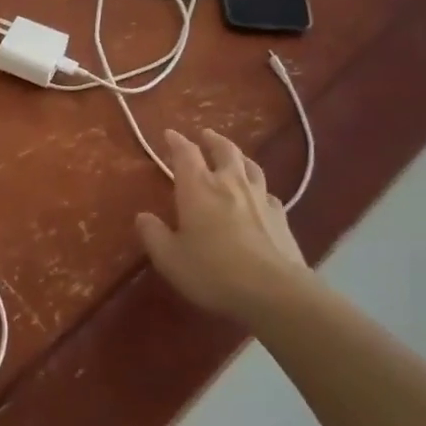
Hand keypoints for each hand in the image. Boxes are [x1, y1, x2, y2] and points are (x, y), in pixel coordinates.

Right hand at [136, 128, 307, 324]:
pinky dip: (260, 189)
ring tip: (234, 157)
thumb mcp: (170, 258)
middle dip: (212, 140)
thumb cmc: (213, 271)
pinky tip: (260, 197)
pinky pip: (268, 193)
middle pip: (224, 150)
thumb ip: (154, 235)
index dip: (176, 141)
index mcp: (198, 187)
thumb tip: (143, 217)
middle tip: (205, 135)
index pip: (185, 153)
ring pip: (250, 167)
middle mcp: (229, 183)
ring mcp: (260, 198)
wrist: (274, 292)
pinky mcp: (281, 217)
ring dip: (239, 157)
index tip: (170, 134)